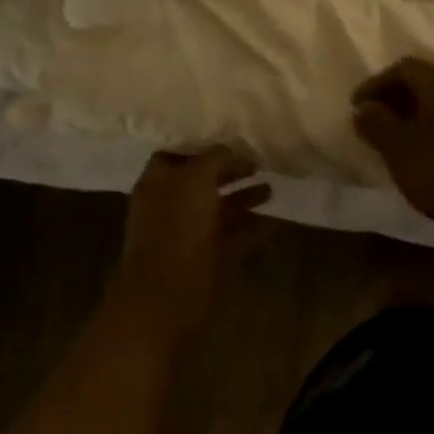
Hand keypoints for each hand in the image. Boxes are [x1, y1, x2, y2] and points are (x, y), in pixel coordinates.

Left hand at [117, 146, 270, 330]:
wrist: (166, 295)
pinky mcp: (206, 259)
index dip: (201, 146)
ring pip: (219, 209)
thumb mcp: (196, 178)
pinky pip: (232, 237)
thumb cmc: (177, 225)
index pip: (176, 154)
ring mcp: (188, 234)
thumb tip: (228, 149)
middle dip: (229, 171)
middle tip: (259, 162)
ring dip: (244, 198)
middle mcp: (171, 205)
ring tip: (272, 189)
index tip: (230, 138)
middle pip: (202, 181)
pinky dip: (252, 229)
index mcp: (158, 182)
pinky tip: (275, 221)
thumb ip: (213, 158)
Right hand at [350, 57, 433, 245]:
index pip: (404, 68)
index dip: (376, 83)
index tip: (357, 107)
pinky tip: (425, 146)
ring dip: (414, 109)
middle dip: (395, 95)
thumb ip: (376, 124)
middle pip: (424, 78)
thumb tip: (364, 108)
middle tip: (374, 119)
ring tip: (396, 135)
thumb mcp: (399, 151)